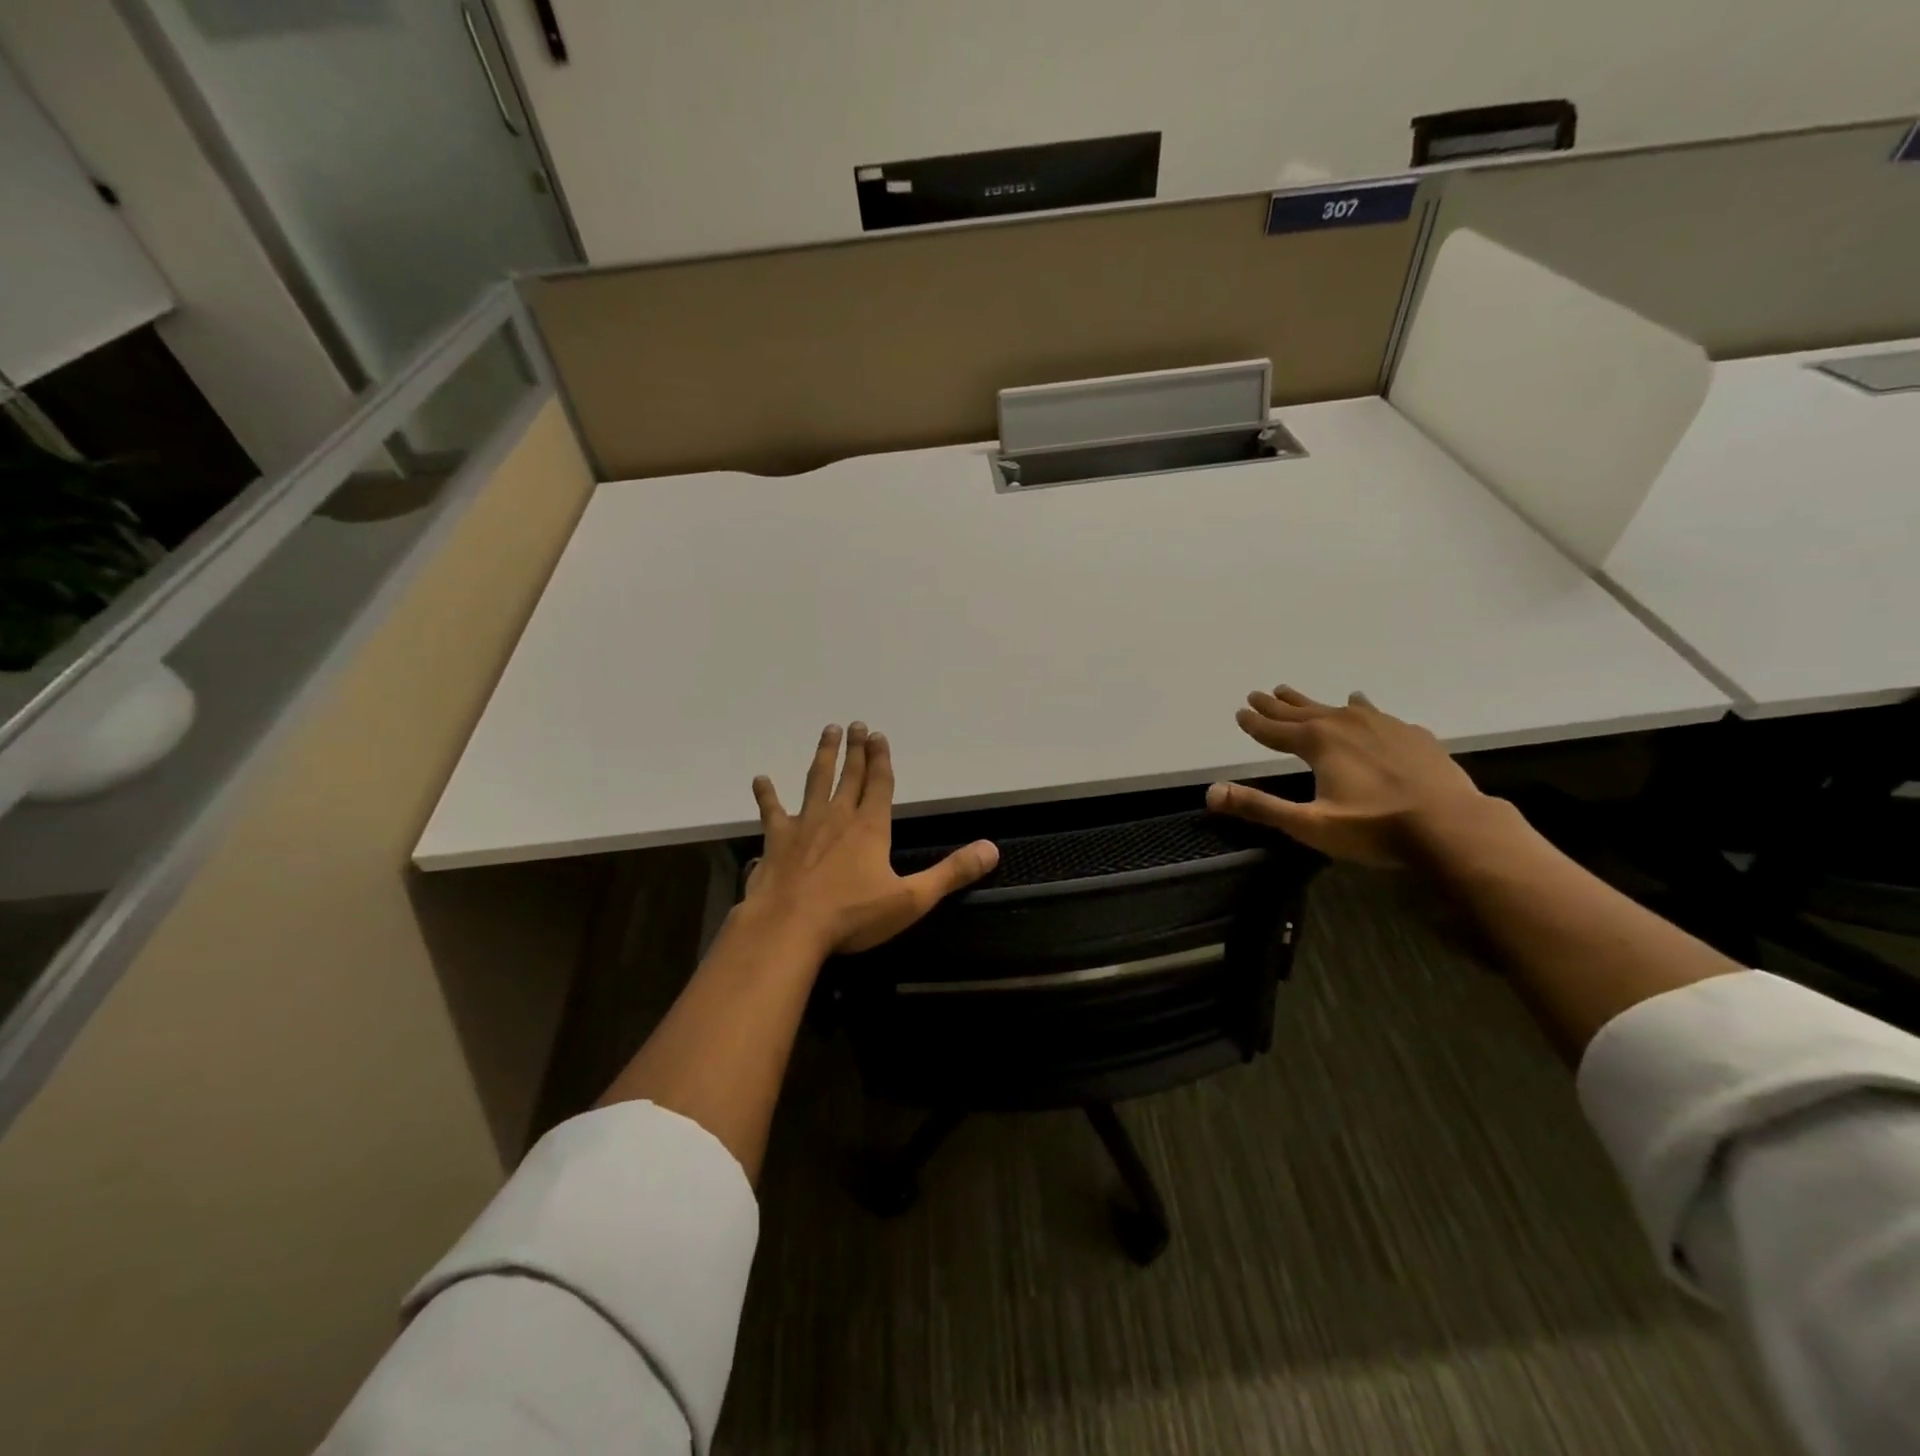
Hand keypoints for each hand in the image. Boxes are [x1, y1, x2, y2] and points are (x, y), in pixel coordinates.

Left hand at [744, 723, 998, 953]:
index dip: (882, 759)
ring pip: (816, 781)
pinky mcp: (776, 840)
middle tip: (855, 725)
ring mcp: (804, 825)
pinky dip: (767, 795)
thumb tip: (992, 849)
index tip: (879, 734)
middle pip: (850, 775)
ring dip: (823, 756)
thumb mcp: (911, 899)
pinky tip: (761, 780)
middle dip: (856, 749)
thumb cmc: (852, 915)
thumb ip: (951, 873)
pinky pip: (772, 811)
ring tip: (827, 733)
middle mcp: (838, 816)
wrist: (789, 927)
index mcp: (870, 827)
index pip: (880, 784)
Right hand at [1206, 687, 1489, 866]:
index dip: (1255, 723)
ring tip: (1294, 691)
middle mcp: (1346, 724)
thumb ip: (1260, 807)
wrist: (1452, 826)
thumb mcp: (1309, 824)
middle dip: (1277, 705)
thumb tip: (1211, 792)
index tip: (1240, 711)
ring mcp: (1382, 725)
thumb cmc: (1375, 828)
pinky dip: (1358, 706)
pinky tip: (1361, 703)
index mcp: (1319, 742)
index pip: (1276, 730)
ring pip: (1336, 707)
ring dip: (1311, 701)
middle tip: (1259, 693)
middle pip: (1302, 711)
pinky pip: (1374, 712)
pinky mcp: (1411, 734)